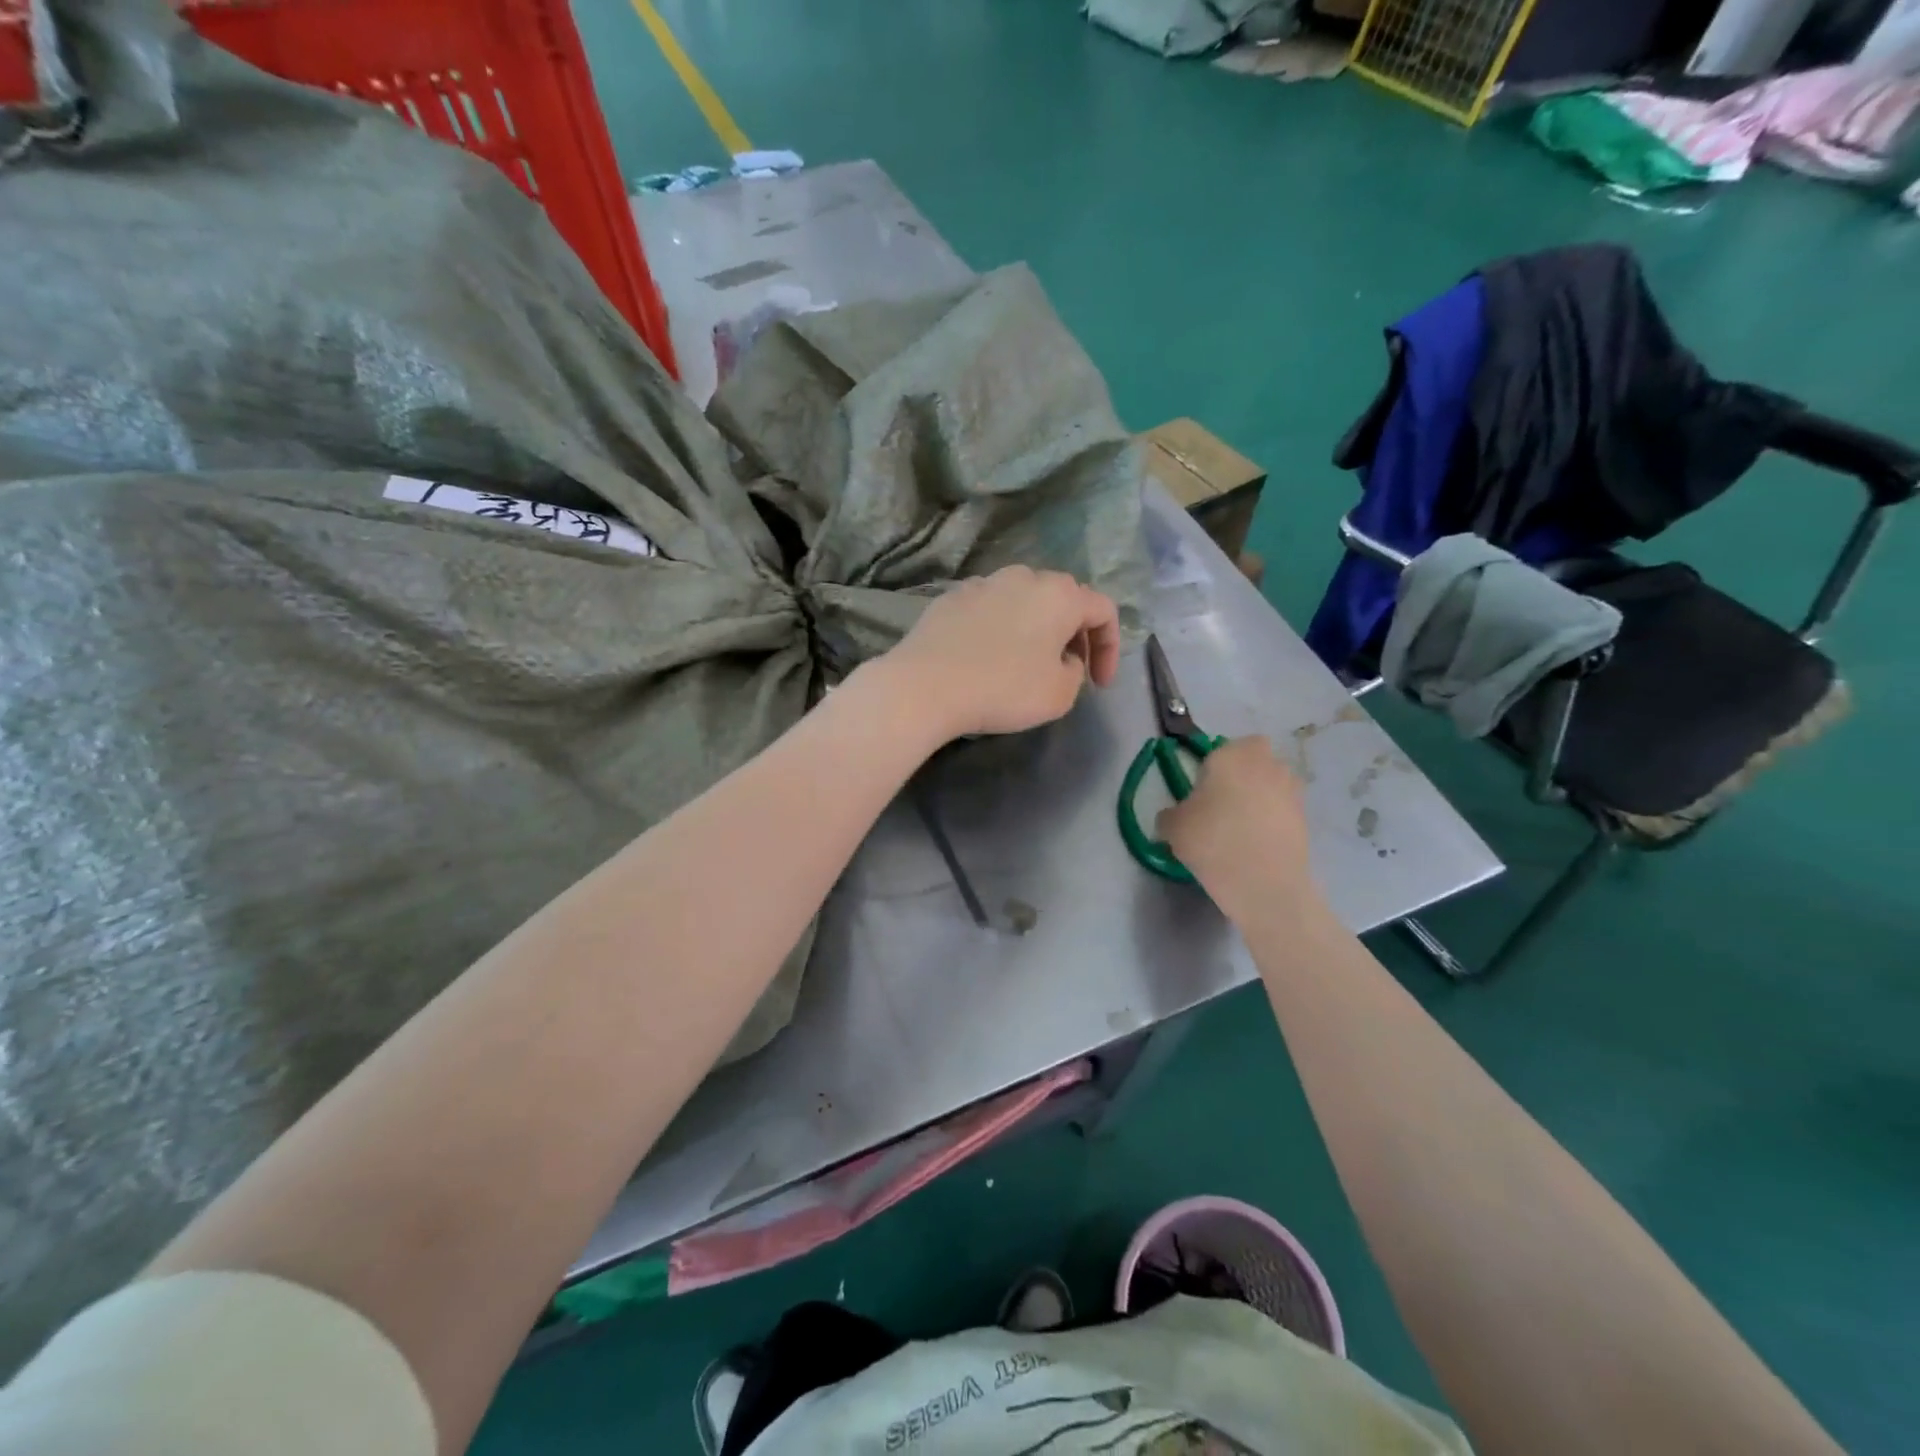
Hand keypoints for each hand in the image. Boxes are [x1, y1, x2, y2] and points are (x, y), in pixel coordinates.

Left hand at [879, 566, 1120, 739]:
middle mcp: (1024, 577)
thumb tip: (1063, 659)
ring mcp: (984, 583)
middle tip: (1069, 669)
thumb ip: (1076, 672)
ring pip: (1024, 600)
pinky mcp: (951, 597)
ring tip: (1028, 661)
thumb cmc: (1003, 688)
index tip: (1099, 684)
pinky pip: (990, 609)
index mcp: (1060, 595)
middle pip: (1063, 599)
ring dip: (1036, 627)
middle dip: (1074, 634)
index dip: (1110, 648)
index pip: (1103, 610)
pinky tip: (988, 656)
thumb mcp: (1060, 694)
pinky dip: (1000, 628)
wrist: (925, 685)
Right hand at [1157, 736, 1317, 920]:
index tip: (1203, 790)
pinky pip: (1283, 807)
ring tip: (1242, 824)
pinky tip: (1257, 842)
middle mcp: (1265, 763)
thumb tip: (1174, 817)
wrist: (1264, 883)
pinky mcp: (1305, 816)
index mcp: (1231, 755)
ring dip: (1262, 793)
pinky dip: (1274, 818)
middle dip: (1243, 771)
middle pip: (1255, 757)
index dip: (1213, 766)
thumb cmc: (1212, 841)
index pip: (1222, 747)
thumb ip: (1170, 815)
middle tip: (1224, 801)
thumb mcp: (1173, 827)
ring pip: (1273, 781)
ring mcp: (1291, 789)